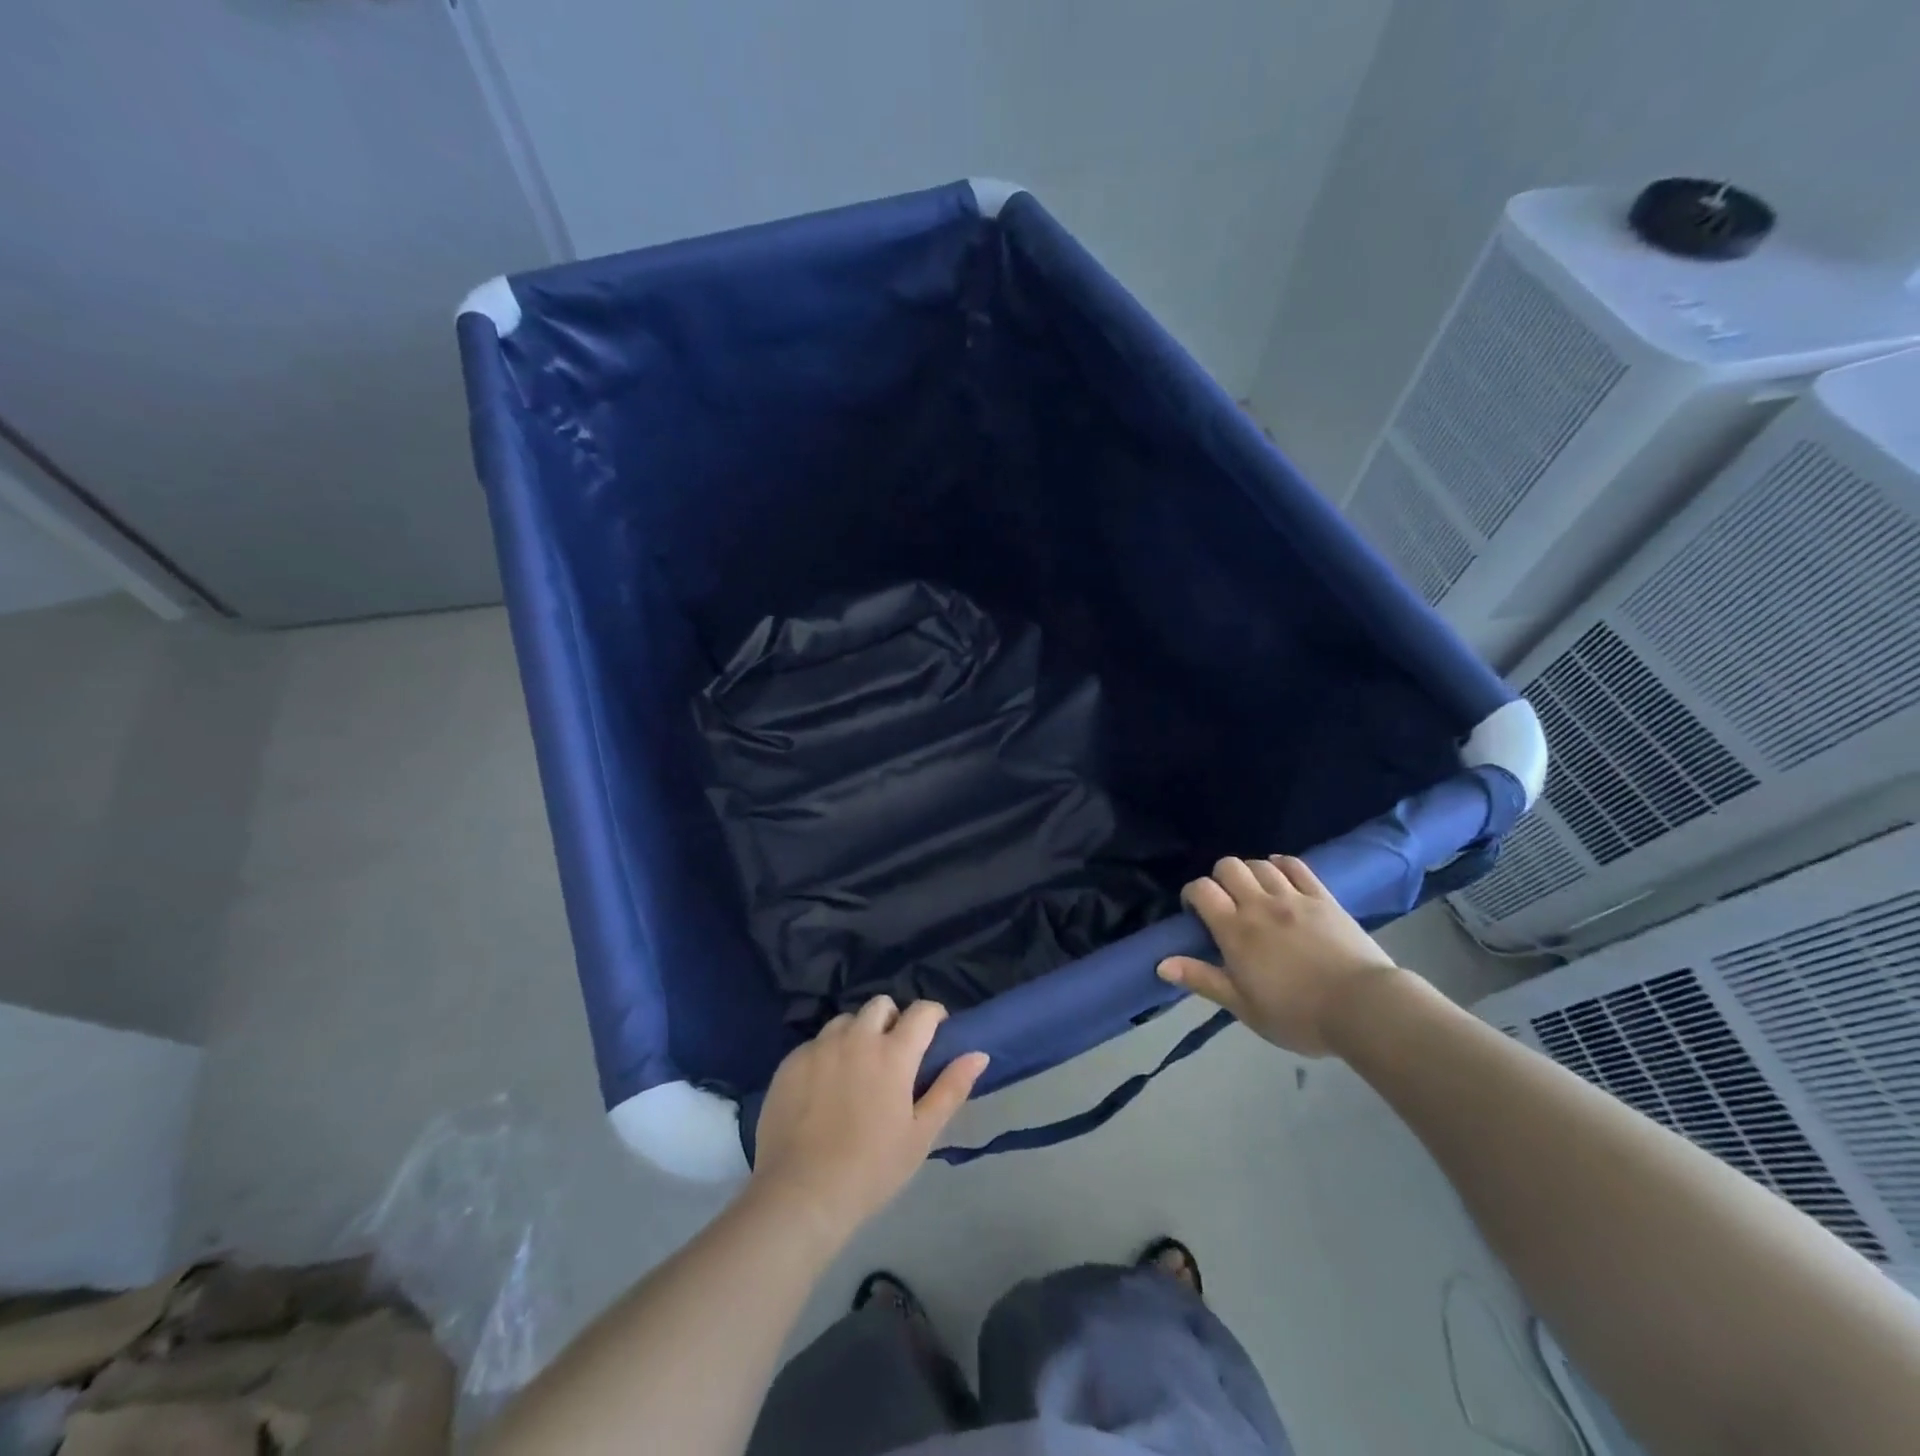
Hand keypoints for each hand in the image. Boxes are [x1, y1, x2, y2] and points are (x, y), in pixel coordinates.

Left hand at [750, 997, 988, 1242]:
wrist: (801, 1195)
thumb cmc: (872, 1169)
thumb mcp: (921, 1135)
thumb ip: (951, 1088)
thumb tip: (979, 1054)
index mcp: (893, 1053)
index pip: (922, 1011)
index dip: (933, 1016)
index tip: (935, 1035)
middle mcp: (856, 1038)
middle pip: (880, 1005)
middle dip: (893, 1020)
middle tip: (893, 1055)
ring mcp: (819, 1047)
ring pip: (846, 1021)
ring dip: (858, 1034)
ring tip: (856, 1070)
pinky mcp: (790, 1062)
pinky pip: (815, 1043)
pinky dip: (826, 1055)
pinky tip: (823, 1089)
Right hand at [1156, 855, 1401, 1056]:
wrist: (1363, 1009)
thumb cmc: (1297, 1015)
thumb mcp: (1243, 1006)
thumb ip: (1203, 979)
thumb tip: (1161, 963)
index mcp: (1235, 930)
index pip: (1202, 890)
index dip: (1192, 894)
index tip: (1195, 913)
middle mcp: (1260, 904)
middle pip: (1228, 866)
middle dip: (1219, 879)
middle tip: (1226, 904)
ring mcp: (1294, 897)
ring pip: (1260, 864)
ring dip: (1250, 873)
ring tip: (1254, 894)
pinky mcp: (1323, 897)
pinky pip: (1296, 866)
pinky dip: (1281, 864)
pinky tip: (1280, 874)